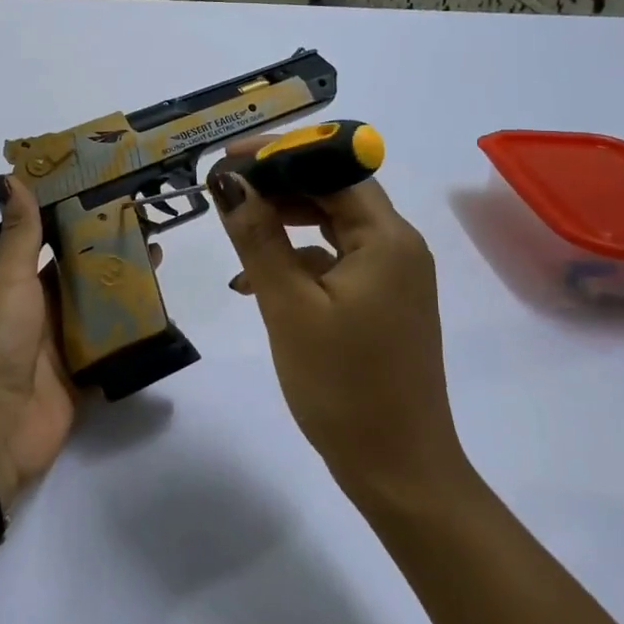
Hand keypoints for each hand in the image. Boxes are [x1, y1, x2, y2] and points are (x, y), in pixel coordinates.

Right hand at [209, 143, 464, 498]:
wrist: (399, 469)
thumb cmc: (343, 387)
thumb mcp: (289, 307)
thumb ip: (258, 238)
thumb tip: (228, 182)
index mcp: (386, 238)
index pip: (333, 167)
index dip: (281, 154)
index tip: (228, 159)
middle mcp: (398, 246)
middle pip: (336, 192)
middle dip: (279, 186)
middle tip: (224, 192)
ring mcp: (394, 277)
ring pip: (334, 228)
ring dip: (286, 224)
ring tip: (235, 231)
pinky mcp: (384, 304)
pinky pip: (338, 262)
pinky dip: (300, 260)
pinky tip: (258, 282)